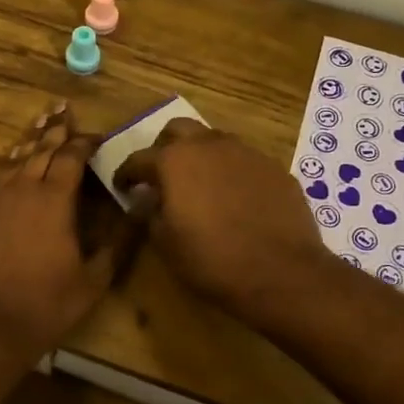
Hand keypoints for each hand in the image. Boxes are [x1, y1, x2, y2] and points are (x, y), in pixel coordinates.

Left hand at [0, 104, 126, 359]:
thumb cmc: (50, 302)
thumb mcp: (96, 277)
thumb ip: (121, 239)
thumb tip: (143, 207)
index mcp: (54, 199)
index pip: (71, 156)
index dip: (84, 142)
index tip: (96, 136)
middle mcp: (22, 189)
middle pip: (41, 150)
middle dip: (55, 130)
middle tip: (63, 110)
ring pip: (14, 162)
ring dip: (30, 143)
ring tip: (40, 125)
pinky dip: (8, 169)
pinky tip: (11, 168)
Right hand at [113, 120, 330, 324]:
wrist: (282, 272)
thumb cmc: (212, 260)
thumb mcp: (166, 244)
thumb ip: (150, 214)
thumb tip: (146, 201)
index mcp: (174, 161)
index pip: (139, 158)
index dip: (126, 173)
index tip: (122, 186)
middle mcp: (209, 145)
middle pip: (178, 130)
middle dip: (164, 147)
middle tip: (161, 174)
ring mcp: (246, 153)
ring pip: (214, 140)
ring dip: (200, 155)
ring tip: (199, 184)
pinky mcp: (274, 168)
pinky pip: (243, 161)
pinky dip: (230, 172)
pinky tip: (233, 198)